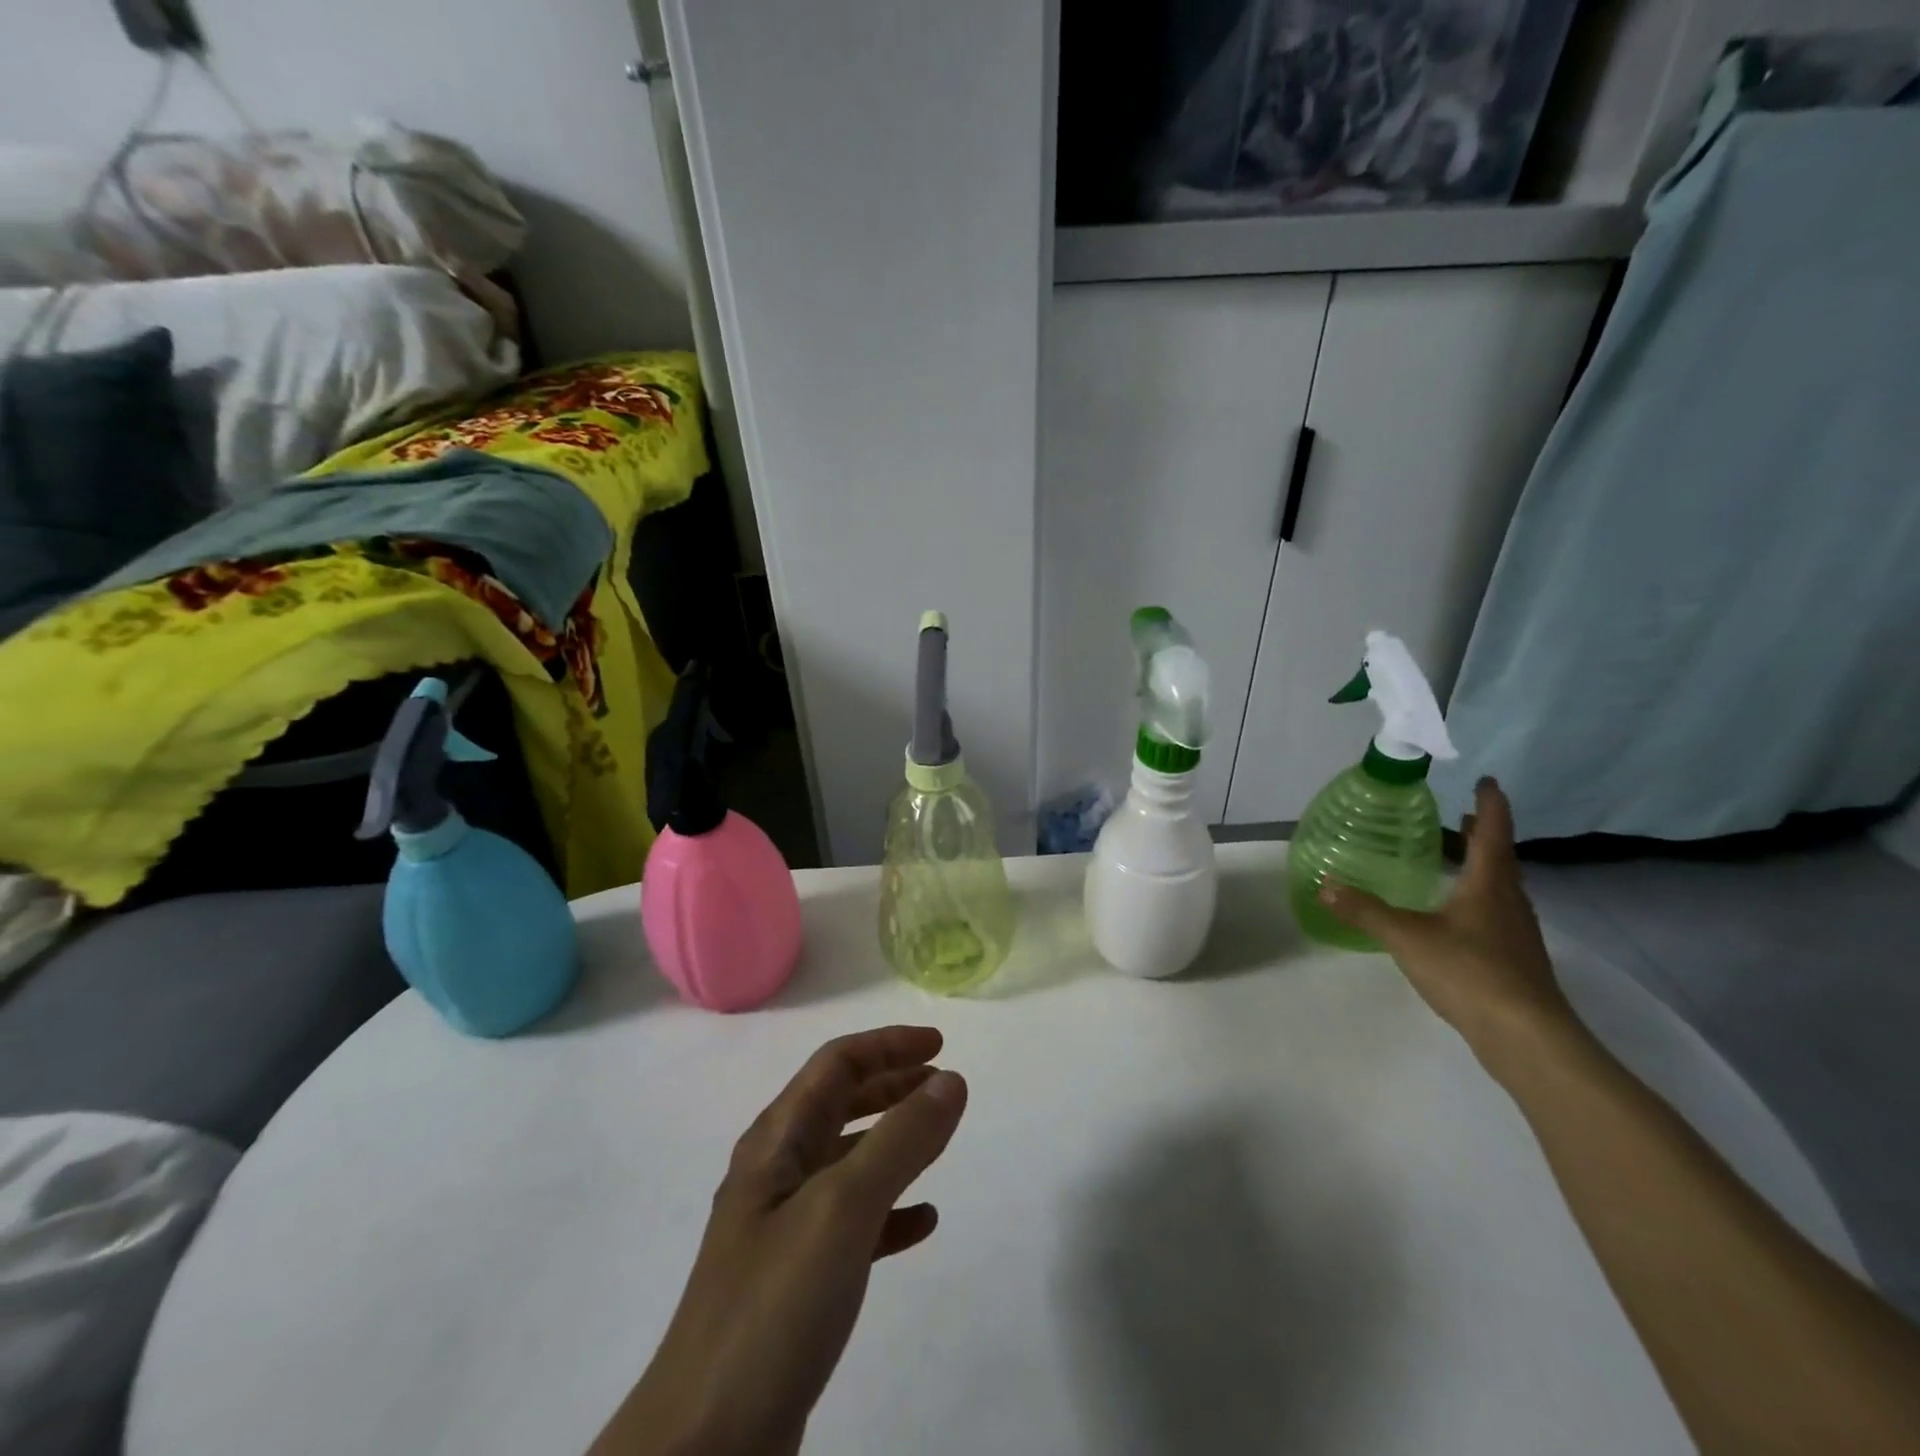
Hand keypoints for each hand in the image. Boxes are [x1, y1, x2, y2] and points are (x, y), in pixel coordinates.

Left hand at [593, 1027, 967, 1455]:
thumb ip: (900, 1139)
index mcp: (776, 1142)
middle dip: (892, 1085)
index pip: (835, 1065)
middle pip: (841, 1104)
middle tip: (944, 1083)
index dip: (887, 1045)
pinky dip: (892, 1209)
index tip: (941, 1044)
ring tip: (940, 1137)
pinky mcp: (798, 1282)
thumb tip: (951, 1079)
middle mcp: (777, 1174)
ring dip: (895, 1140)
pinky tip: (924, 1222)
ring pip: (849, 1160)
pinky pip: (855, 1223)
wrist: (705, 1447)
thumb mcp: (843, 1207)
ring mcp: (785, 1230)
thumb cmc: (774, 1305)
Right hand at [1319, 778, 1578, 1066]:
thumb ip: (1365, 910)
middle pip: (1499, 858)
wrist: (1526, 1036)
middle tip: (1462, 815)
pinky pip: (1496, 912)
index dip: (1490, 805)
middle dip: (1481, 834)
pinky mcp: (1515, 959)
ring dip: (1481, 865)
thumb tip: (1324, 885)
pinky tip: (1457, 914)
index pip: (1491, 833)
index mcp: (1488, 884)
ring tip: (1457, 857)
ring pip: (1500, 886)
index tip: (1487, 781)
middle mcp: (1508, 901)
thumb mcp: (1406, 937)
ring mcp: (1516, 932)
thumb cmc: (1469, 972)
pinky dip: (1478, 897)